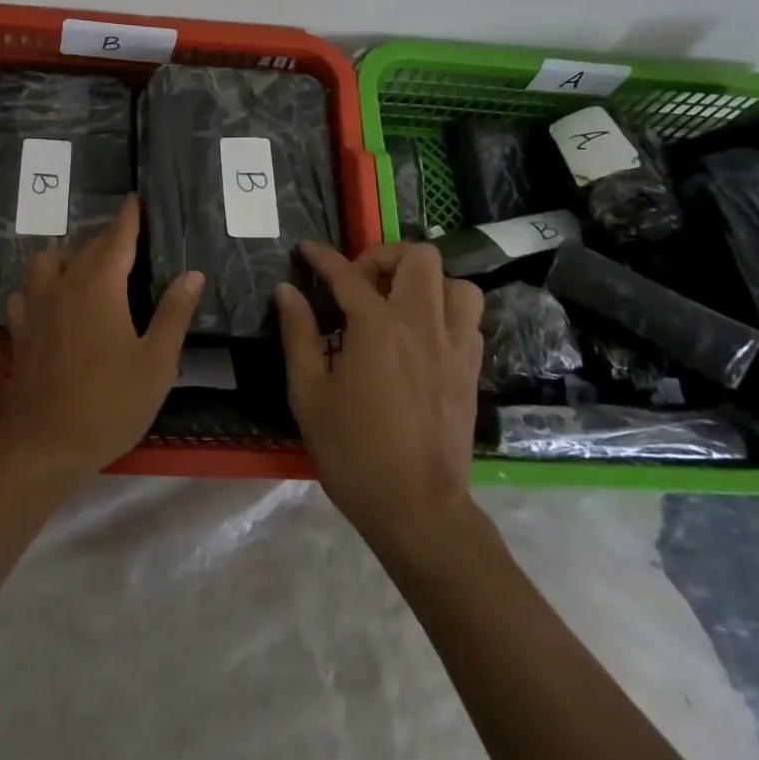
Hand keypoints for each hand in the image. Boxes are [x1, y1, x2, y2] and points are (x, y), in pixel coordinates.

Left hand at [0, 196, 204, 478]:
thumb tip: (191, 273)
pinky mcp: (20, 330)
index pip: (117, 238)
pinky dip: (39, 285)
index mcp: (99, 286)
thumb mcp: (156, 363)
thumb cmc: (108, 403)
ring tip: (85, 264)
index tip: (135, 199)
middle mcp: (64, 285)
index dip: (128, 217)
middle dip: (106, 236)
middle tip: (127, 236)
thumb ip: (173, 314)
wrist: (43, 444)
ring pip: (47, 261)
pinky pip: (26, 292)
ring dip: (67, 254)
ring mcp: (36, 306)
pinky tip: (51, 300)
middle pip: (85, 247)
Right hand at [277, 241, 484, 549]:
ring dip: (426, 282)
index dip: (323, 257)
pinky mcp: (471, 370)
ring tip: (399, 304)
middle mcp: (422, 324)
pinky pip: (469, 319)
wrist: (417, 509)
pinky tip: (422, 335)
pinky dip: (446, 311)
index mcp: (378, 327)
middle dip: (386, 256)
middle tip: (361, 283)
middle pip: (419, 258)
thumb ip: (298, 334)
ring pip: (456, 283)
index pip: (348, 274)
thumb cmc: (353, 452)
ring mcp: (454, 346)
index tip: (306, 250)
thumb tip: (287, 291)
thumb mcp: (309, 393)